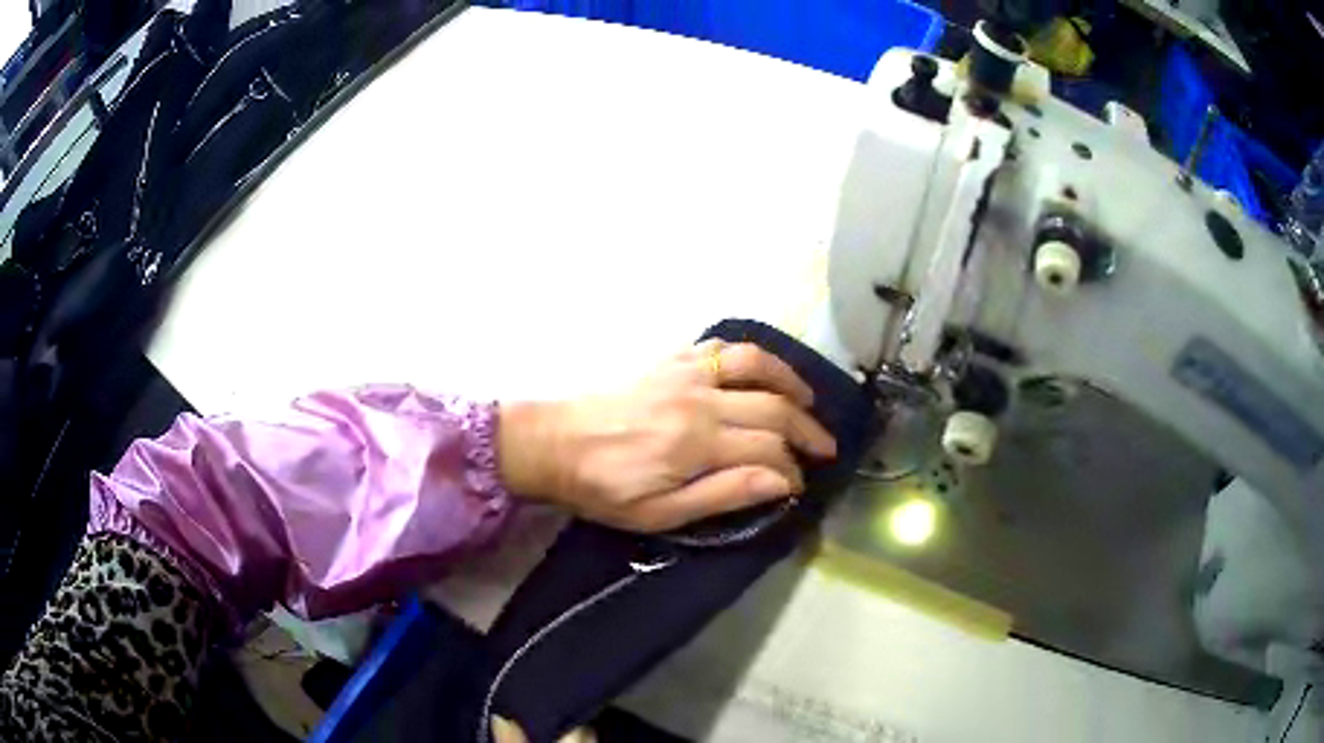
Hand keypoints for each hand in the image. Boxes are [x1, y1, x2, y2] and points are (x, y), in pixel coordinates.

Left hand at [498, 341, 836, 531]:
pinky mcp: (671, 360)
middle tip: (826, 448)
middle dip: (808, 431)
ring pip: (756, 364)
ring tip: (809, 402)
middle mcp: (700, 399)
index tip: (800, 485)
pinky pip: (722, 347)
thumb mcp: (660, 512)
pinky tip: (763, 371)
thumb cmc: (604, 488)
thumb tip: (782, 482)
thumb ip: (724, 494)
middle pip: (774, 408)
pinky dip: (752, 356)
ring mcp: (686, 373)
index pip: (769, 450)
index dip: (793, 470)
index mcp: (698, 443)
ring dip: (790, 381)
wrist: (552, 443)